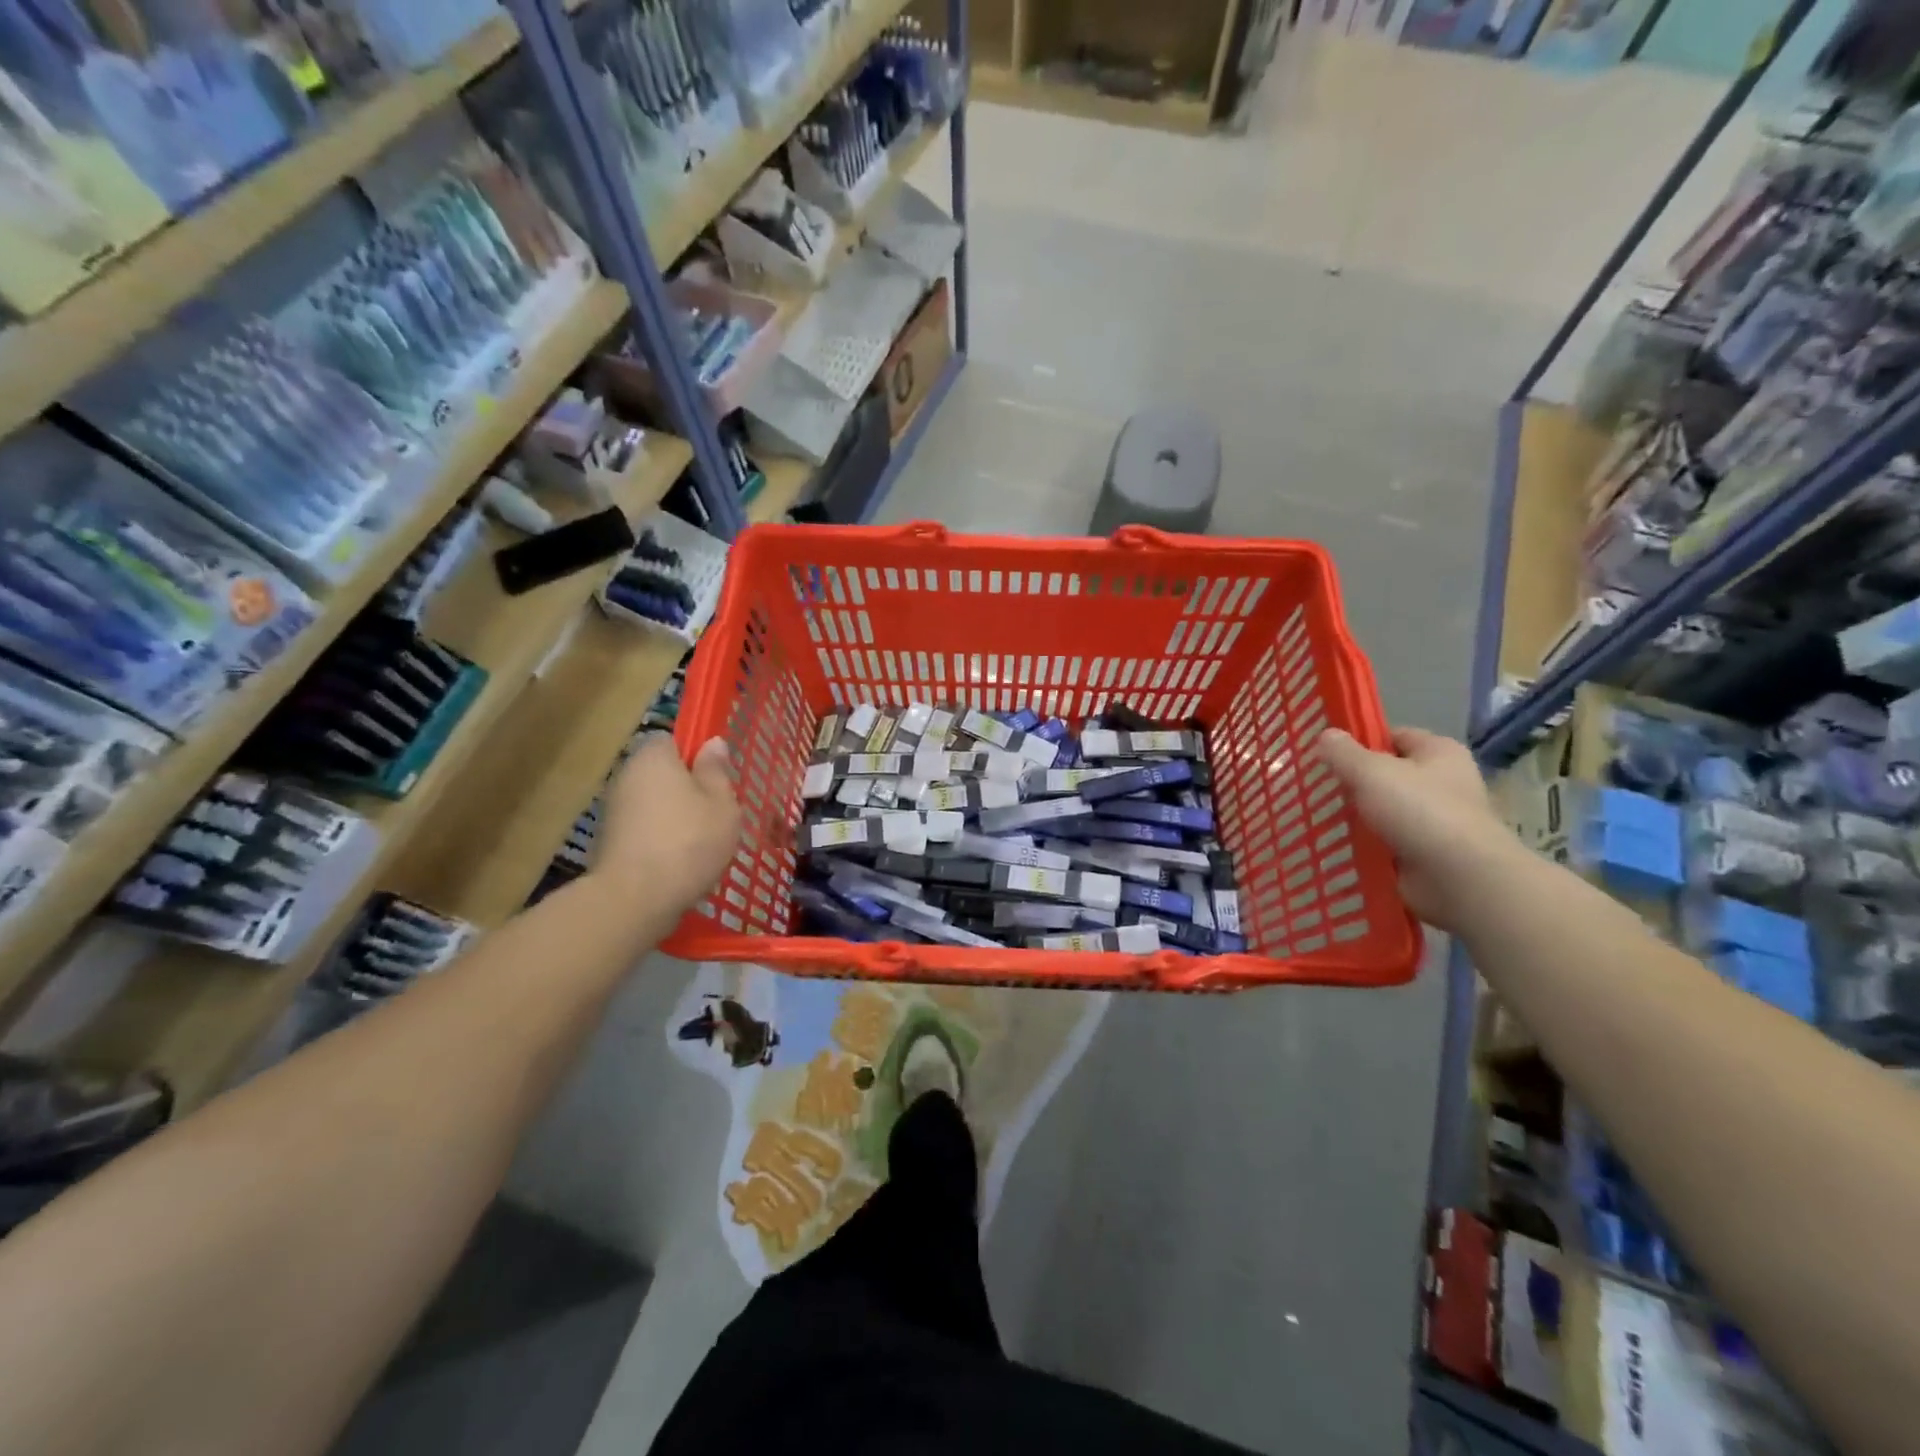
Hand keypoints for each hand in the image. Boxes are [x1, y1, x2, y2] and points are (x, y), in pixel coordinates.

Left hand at [592, 734, 740, 918]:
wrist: (635, 899)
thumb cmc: (689, 841)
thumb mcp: (722, 803)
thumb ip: (717, 770)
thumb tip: (713, 742)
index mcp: (654, 757)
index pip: (673, 740)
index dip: (696, 756)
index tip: (716, 779)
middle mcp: (627, 775)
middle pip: (663, 773)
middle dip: (687, 789)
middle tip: (716, 814)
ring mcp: (614, 810)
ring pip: (654, 804)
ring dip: (674, 817)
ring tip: (701, 843)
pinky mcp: (609, 842)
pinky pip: (644, 830)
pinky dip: (660, 840)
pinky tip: (680, 862)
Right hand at [1314, 727, 1520, 932]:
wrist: (1459, 877)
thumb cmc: (1419, 810)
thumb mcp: (1371, 772)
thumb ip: (1343, 752)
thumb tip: (1325, 735)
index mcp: (1439, 752)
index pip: (1394, 736)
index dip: (1361, 742)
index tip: (1327, 754)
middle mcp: (1443, 782)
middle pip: (1388, 774)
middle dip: (1354, 781)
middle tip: (1317, 786)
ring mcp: (1436, 820)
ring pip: (1385, 809)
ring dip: (1358, 815)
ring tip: (1317, 815)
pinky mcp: (1426, 852)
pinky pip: (1387, 840)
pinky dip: (1366, 842)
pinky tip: (1337, 843)